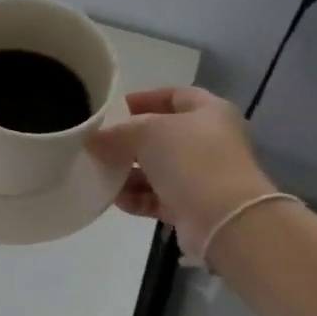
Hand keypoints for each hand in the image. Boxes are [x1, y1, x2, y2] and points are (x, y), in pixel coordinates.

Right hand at [87, 87, 276, 257]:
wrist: (224, 219)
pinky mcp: (192, 206)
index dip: (143, 99)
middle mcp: (209, 141)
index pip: (173, 96)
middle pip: (161, 136)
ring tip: (102, 175)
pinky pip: (158, 197)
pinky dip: (137, 197)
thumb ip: (117, 132)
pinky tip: (117, 199)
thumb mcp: (147, 132)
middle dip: (128, 141)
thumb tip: (93, 139)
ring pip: (157, 169)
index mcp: (209, 112)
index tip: (113, 109)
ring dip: (128, 172)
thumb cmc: (190, 159)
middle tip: (99, 145)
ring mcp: (202, 176)